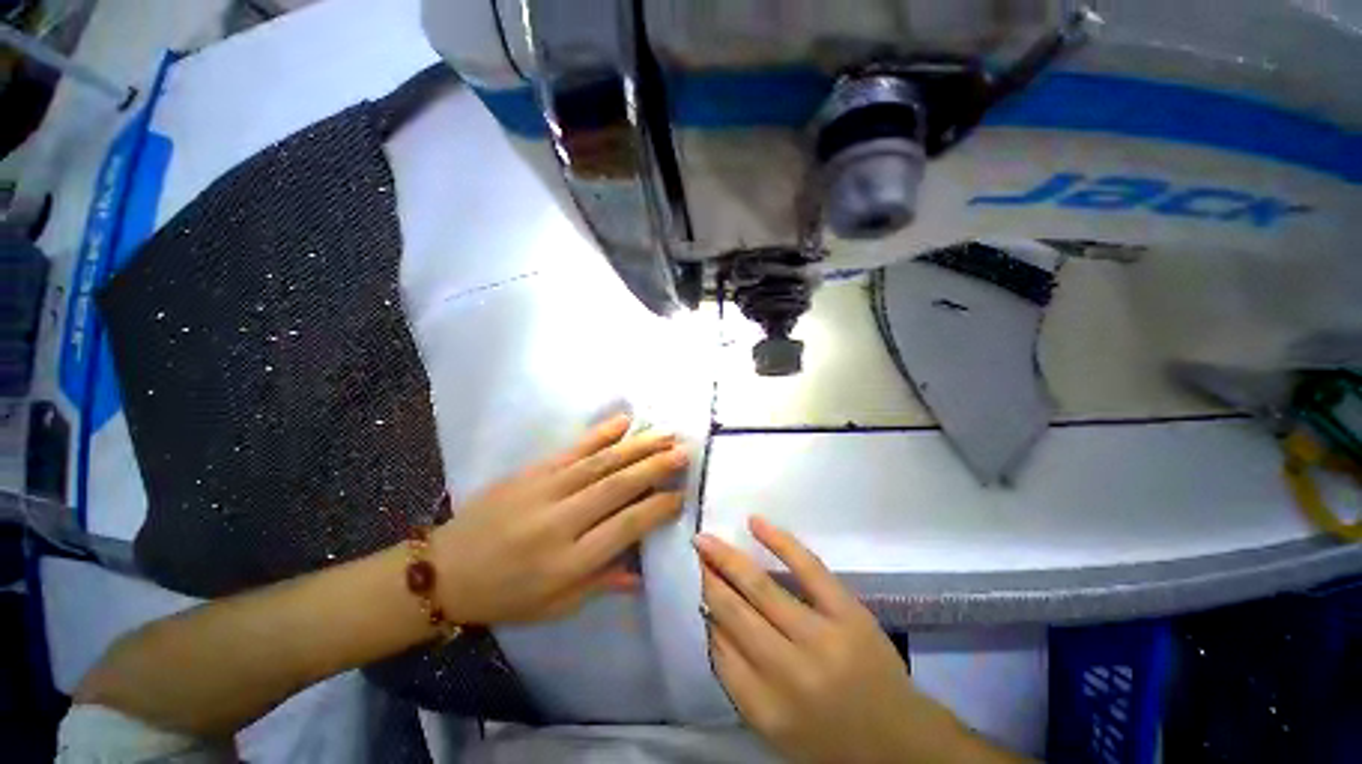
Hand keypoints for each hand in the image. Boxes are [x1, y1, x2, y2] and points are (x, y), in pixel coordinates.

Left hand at [433, 414, 687, 624]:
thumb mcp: (555, 606)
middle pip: (618, 487)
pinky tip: (624, 420)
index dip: (657, 508)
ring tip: (666, 434)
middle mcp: (561, 521)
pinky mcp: (532, 471)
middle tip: (685, 452)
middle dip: (656, 466)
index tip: (681, 495)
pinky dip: (601, 432)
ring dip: (638, 445)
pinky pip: (573, 448)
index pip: (625, 527)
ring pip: (601, 462)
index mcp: (568, 562)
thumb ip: (601, 583)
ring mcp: (545, 490)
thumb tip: (642, 572)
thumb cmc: (504, 596)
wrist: (443, 570)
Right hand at [697, 518, 1016, 763]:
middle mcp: (789, 671)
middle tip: (694, 550)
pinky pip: (807, 568)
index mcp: (767, 708)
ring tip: (706, 539)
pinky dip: (779, 541)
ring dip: (728, 559)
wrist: (899, 741)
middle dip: (708, 579)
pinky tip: (755, 523)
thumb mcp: (776, 728)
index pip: (719, 648)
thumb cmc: (830, 740)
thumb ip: (740, 680)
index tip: (691, 584)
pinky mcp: (847, 611)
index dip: (703, 611)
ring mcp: (821, 636)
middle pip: (734, 612)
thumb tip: (712, 622)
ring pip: (761, 587)